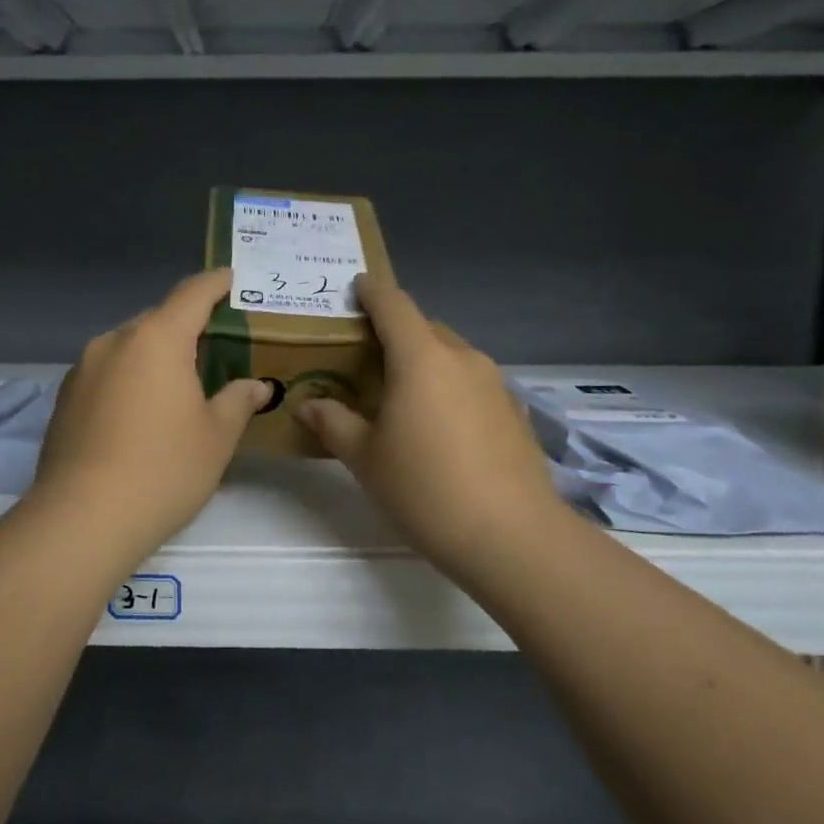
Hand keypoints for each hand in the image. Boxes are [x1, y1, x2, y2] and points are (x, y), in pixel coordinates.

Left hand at [30, 268, 271, 558]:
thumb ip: (238, 401)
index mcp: (157, 338)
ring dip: (155, 355)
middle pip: (158, 319)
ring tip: (179, 385)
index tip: (233, 279)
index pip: (193, 293)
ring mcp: (83, 368)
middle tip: (216, 348)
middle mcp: (115, 341)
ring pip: (129, 347)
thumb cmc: (163, 470)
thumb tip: (256, 386)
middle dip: (187, 327)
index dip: (217, 283)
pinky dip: (129, 378)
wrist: (82, 519)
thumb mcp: (216, 437)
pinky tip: (140, 414)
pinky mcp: (65, 397)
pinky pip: (107, 372)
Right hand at [296, 276, 562, 579]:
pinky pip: (472, 382)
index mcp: (421, 358)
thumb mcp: (365, 458)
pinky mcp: (514, 410)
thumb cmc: (425, 489)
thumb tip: (309, 404)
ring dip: (425, 361)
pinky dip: (450, 387)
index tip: (357, 286)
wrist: (511, 536)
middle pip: (424, 328)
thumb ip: (333, 422)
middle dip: (396, 333)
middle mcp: (462, 358)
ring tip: (402, 394)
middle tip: (367, 357)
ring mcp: (495, 383)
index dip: (373, 292)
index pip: (394, 305)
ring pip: (451, 355)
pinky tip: (440, 425)